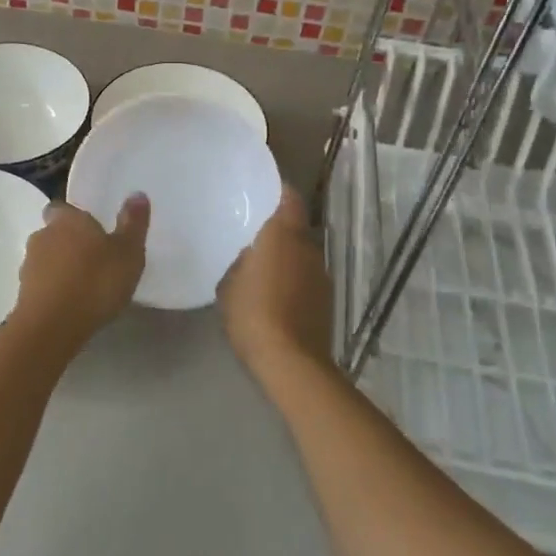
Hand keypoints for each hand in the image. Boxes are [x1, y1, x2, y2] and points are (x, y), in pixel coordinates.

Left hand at [10, 195, 150, 349]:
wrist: (52, 326)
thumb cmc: (95, 282)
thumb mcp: (127, 253)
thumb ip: (133, 223)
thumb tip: (137, 193)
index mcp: (67, 219)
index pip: (62, 207)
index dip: (74, 217)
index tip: (92, 229)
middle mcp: (43, 235)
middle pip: (54, 233)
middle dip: (70, 242)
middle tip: (94, 258)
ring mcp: (29, 265)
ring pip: (47, 259)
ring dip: (61, 267)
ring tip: (85, 284)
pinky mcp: (23, 293)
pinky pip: (42, 284)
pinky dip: (54, 289)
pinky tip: (72, 303)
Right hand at [217, 187, 334, 380]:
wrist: (292, 362)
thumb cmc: (253, 314)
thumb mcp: (229, 285)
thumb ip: (240, 262)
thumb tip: (250, 255)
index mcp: (283, 235)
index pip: (289, 199)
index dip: (279, 192)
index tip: (264, 192)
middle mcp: (308, 247)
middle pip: (297, 227)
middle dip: (280, 228)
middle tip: (255, 233)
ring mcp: (321, 274)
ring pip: (303, 254)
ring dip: (288, 256)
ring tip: (264, 266)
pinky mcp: (327, 300)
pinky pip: (307, 277)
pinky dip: (294, 279)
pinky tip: (277, 293)